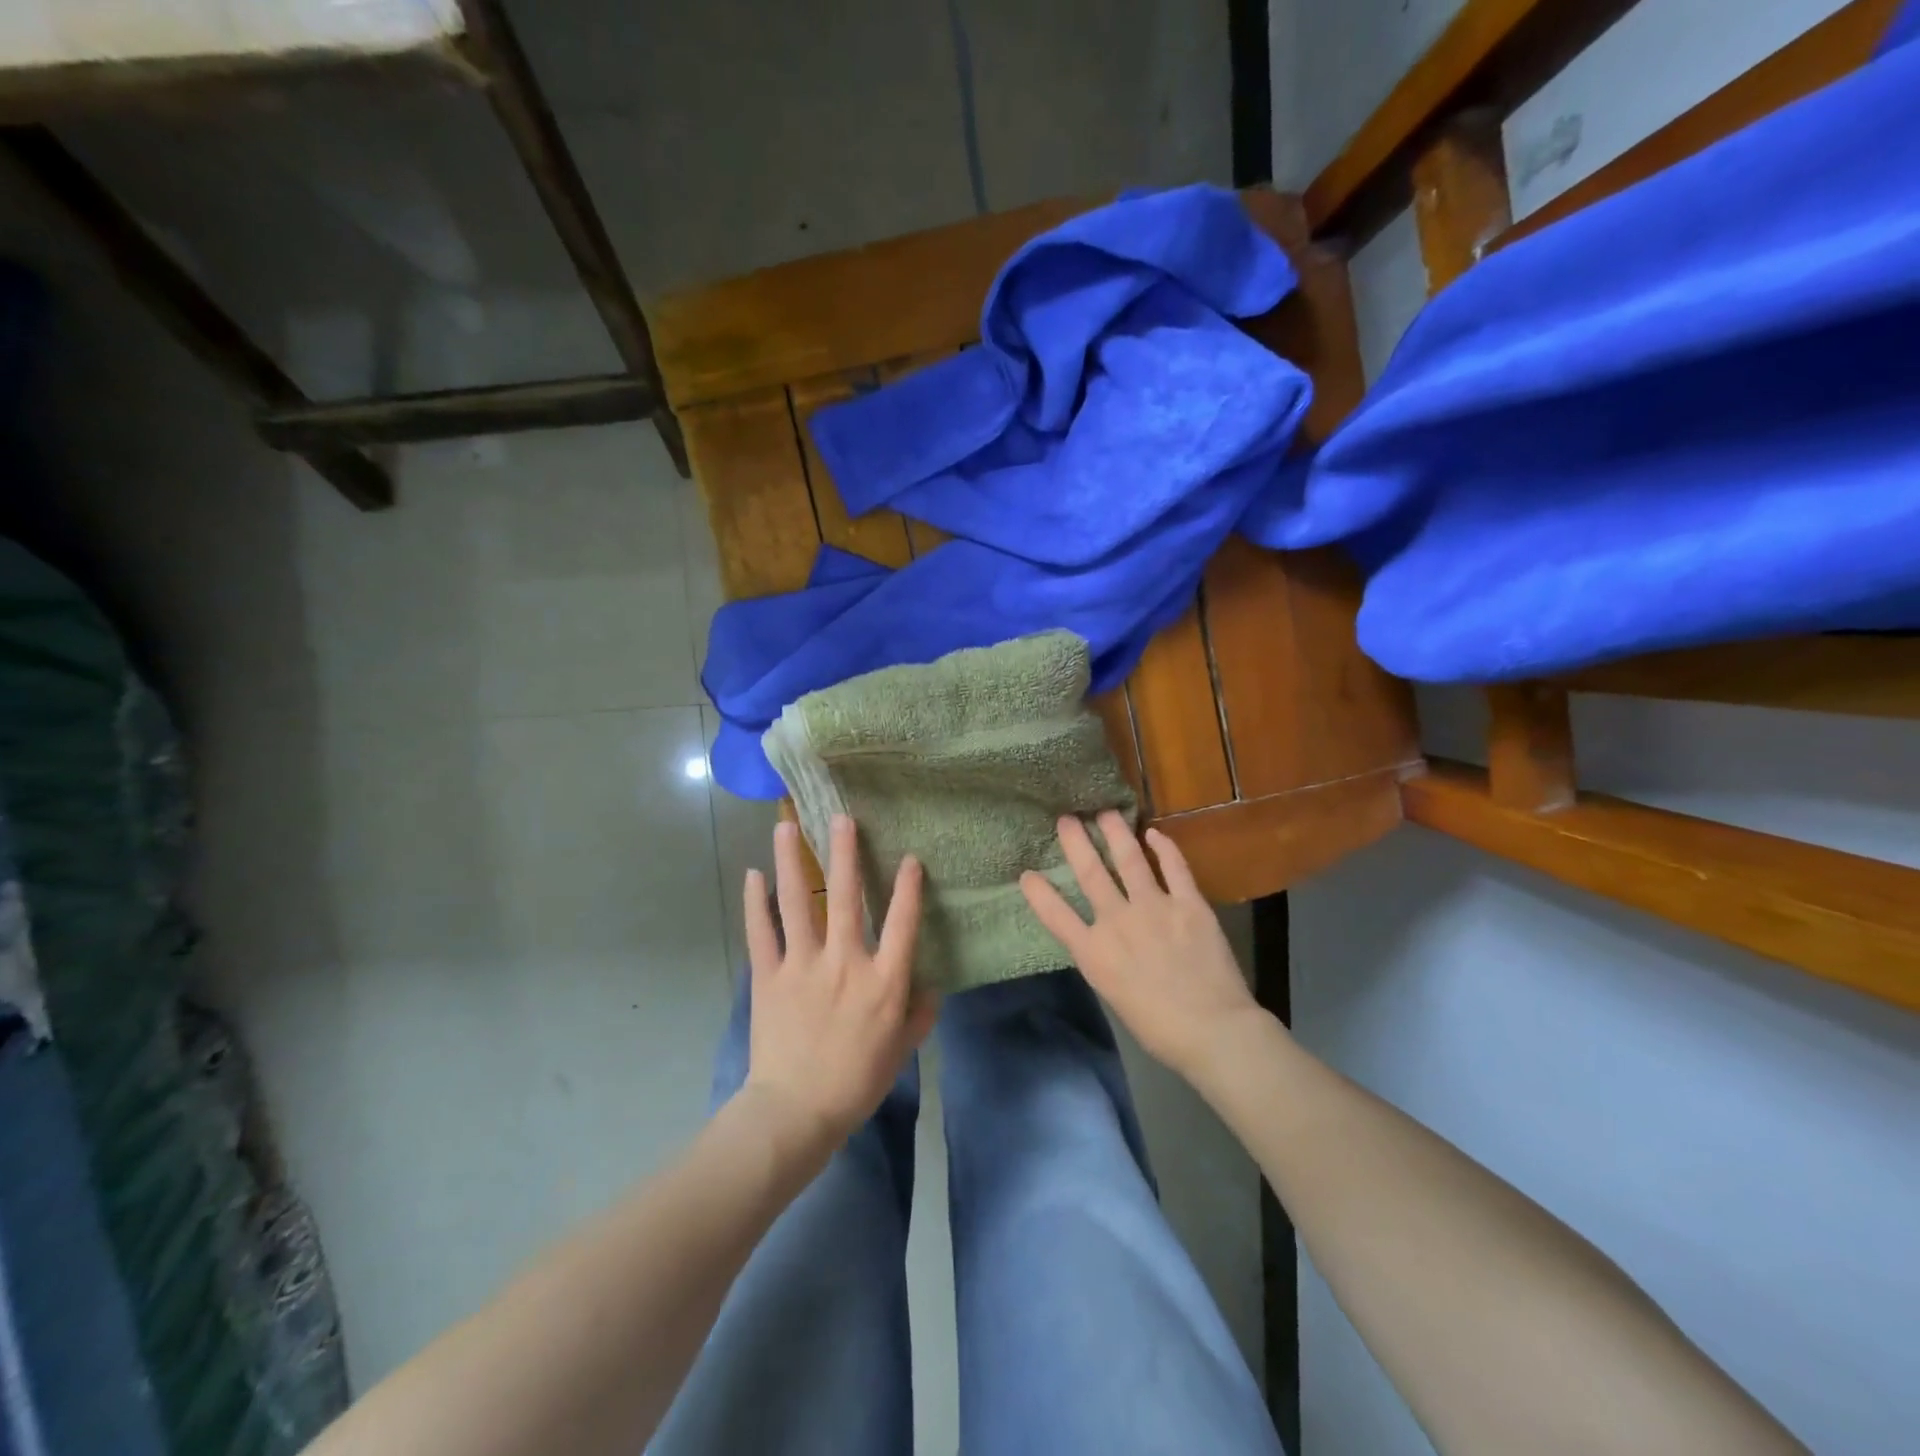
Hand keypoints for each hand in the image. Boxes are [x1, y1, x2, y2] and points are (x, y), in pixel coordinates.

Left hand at [740, 816, 937, 1152]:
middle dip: (845, 854)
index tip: (910, 858)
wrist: (796, 1112)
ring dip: (791, 862)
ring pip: (798, 903)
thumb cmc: (856, 1082)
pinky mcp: (768, 977)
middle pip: (847, 897)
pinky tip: (752, 876)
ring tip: (786, 827)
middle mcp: (845, 962)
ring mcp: (803, 966)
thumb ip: (919, 1014)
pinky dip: (756, 903)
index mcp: (883, 981)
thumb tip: (931, 985)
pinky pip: (761, 932)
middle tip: (840, 818)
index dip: (909, 888)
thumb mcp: (901, 1051)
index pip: (903, 923)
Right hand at [1020, 811, 1258, 1078]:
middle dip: (1076, 842)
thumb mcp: (1114, 995)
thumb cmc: (1159, 1028)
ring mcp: (1154, 907)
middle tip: (1067, 818)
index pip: (1055, 915)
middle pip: (1090, 873)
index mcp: (1094, 953)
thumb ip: (1105, 960)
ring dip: (1115, 832)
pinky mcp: (1188, 903)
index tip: (1027, 873)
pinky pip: (1174, 866)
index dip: (1038, 892)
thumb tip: (1104, 939)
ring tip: (1106, 813)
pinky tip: (1155, 833)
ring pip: (1129, 859)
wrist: (1213, 1030)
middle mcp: (1117, 921)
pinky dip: (1164, 846)